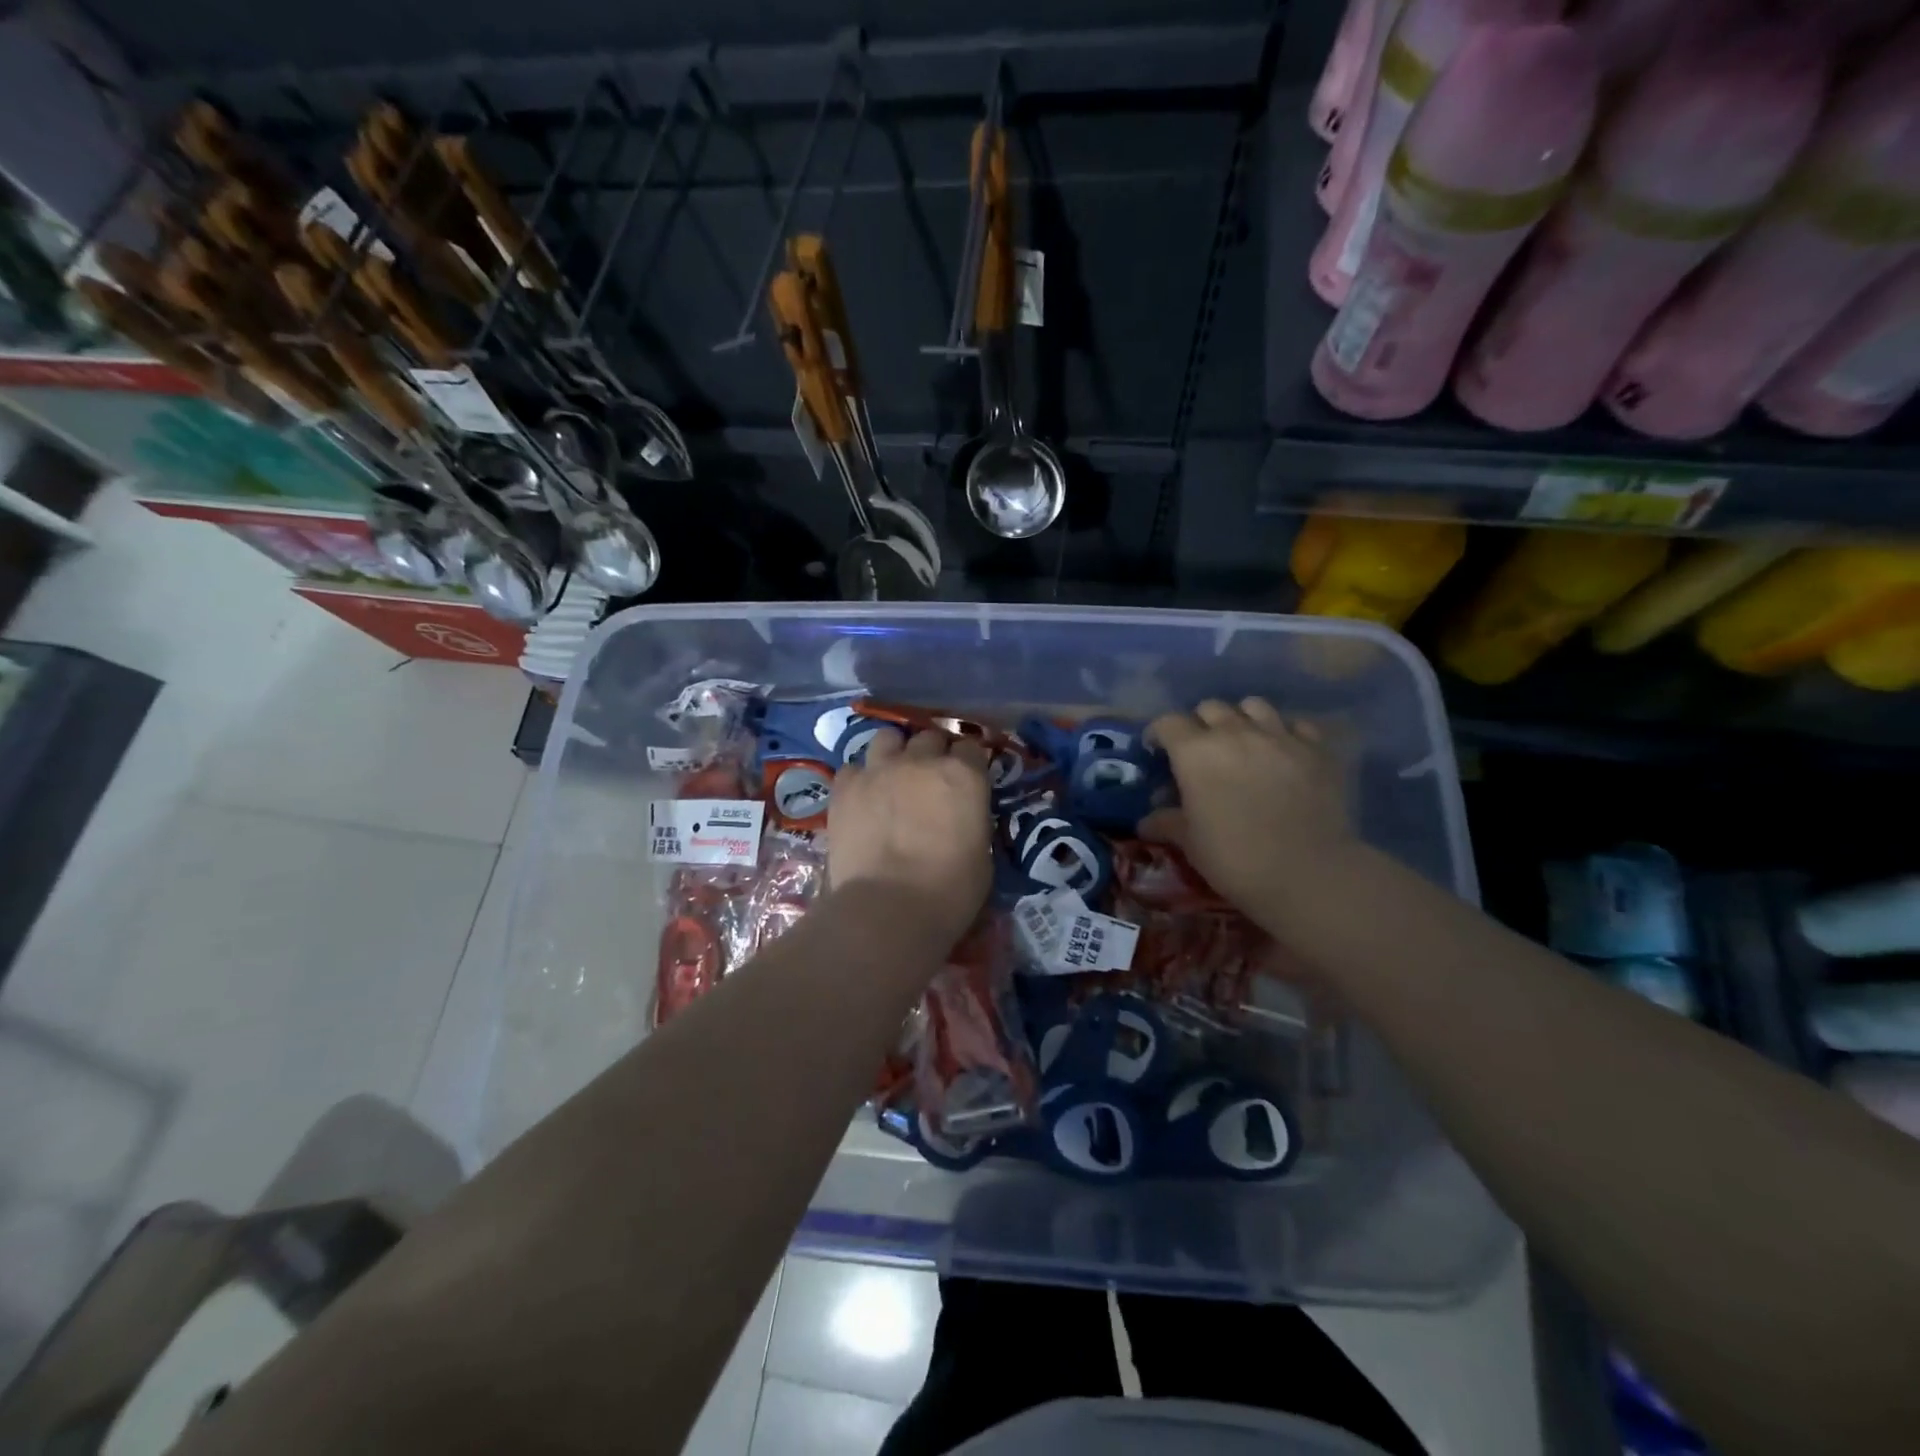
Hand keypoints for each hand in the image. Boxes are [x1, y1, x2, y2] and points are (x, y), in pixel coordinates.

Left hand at [828, 728, 992, 944]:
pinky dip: (860, 779)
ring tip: (893, 776)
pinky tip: (862, 799)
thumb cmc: (949, 892)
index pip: (971, 748)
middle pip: (929, 737)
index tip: (965, 780)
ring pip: (887, 738)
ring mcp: (879, 770)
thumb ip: (972, 821)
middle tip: (929, 781)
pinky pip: (852, 768)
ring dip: (894, 753)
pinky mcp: (844, 788)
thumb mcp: (982, 854)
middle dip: (932, 753)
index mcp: (963, 776)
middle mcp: (921, 761)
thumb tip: (962, 817)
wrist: (888, 910)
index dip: (968, 763)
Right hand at [1142, 697, 1351, 926]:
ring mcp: (1279, 736)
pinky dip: (1286, 733)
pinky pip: (1297, 725)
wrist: (1307, 871)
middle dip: (1201, 724)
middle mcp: (1235, 733)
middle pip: (1211, 707)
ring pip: (1254, 705)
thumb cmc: (1234, 857)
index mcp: (1195, 752)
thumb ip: (1167, 823)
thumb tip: (1146, 822)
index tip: (1157, 751)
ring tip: (1244, 743)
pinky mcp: (1316, 749)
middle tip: (1201, 751)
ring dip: (1242, 719)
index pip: (1168, 723)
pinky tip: (1284, 753)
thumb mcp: (1190, 843)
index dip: (1159, 734)